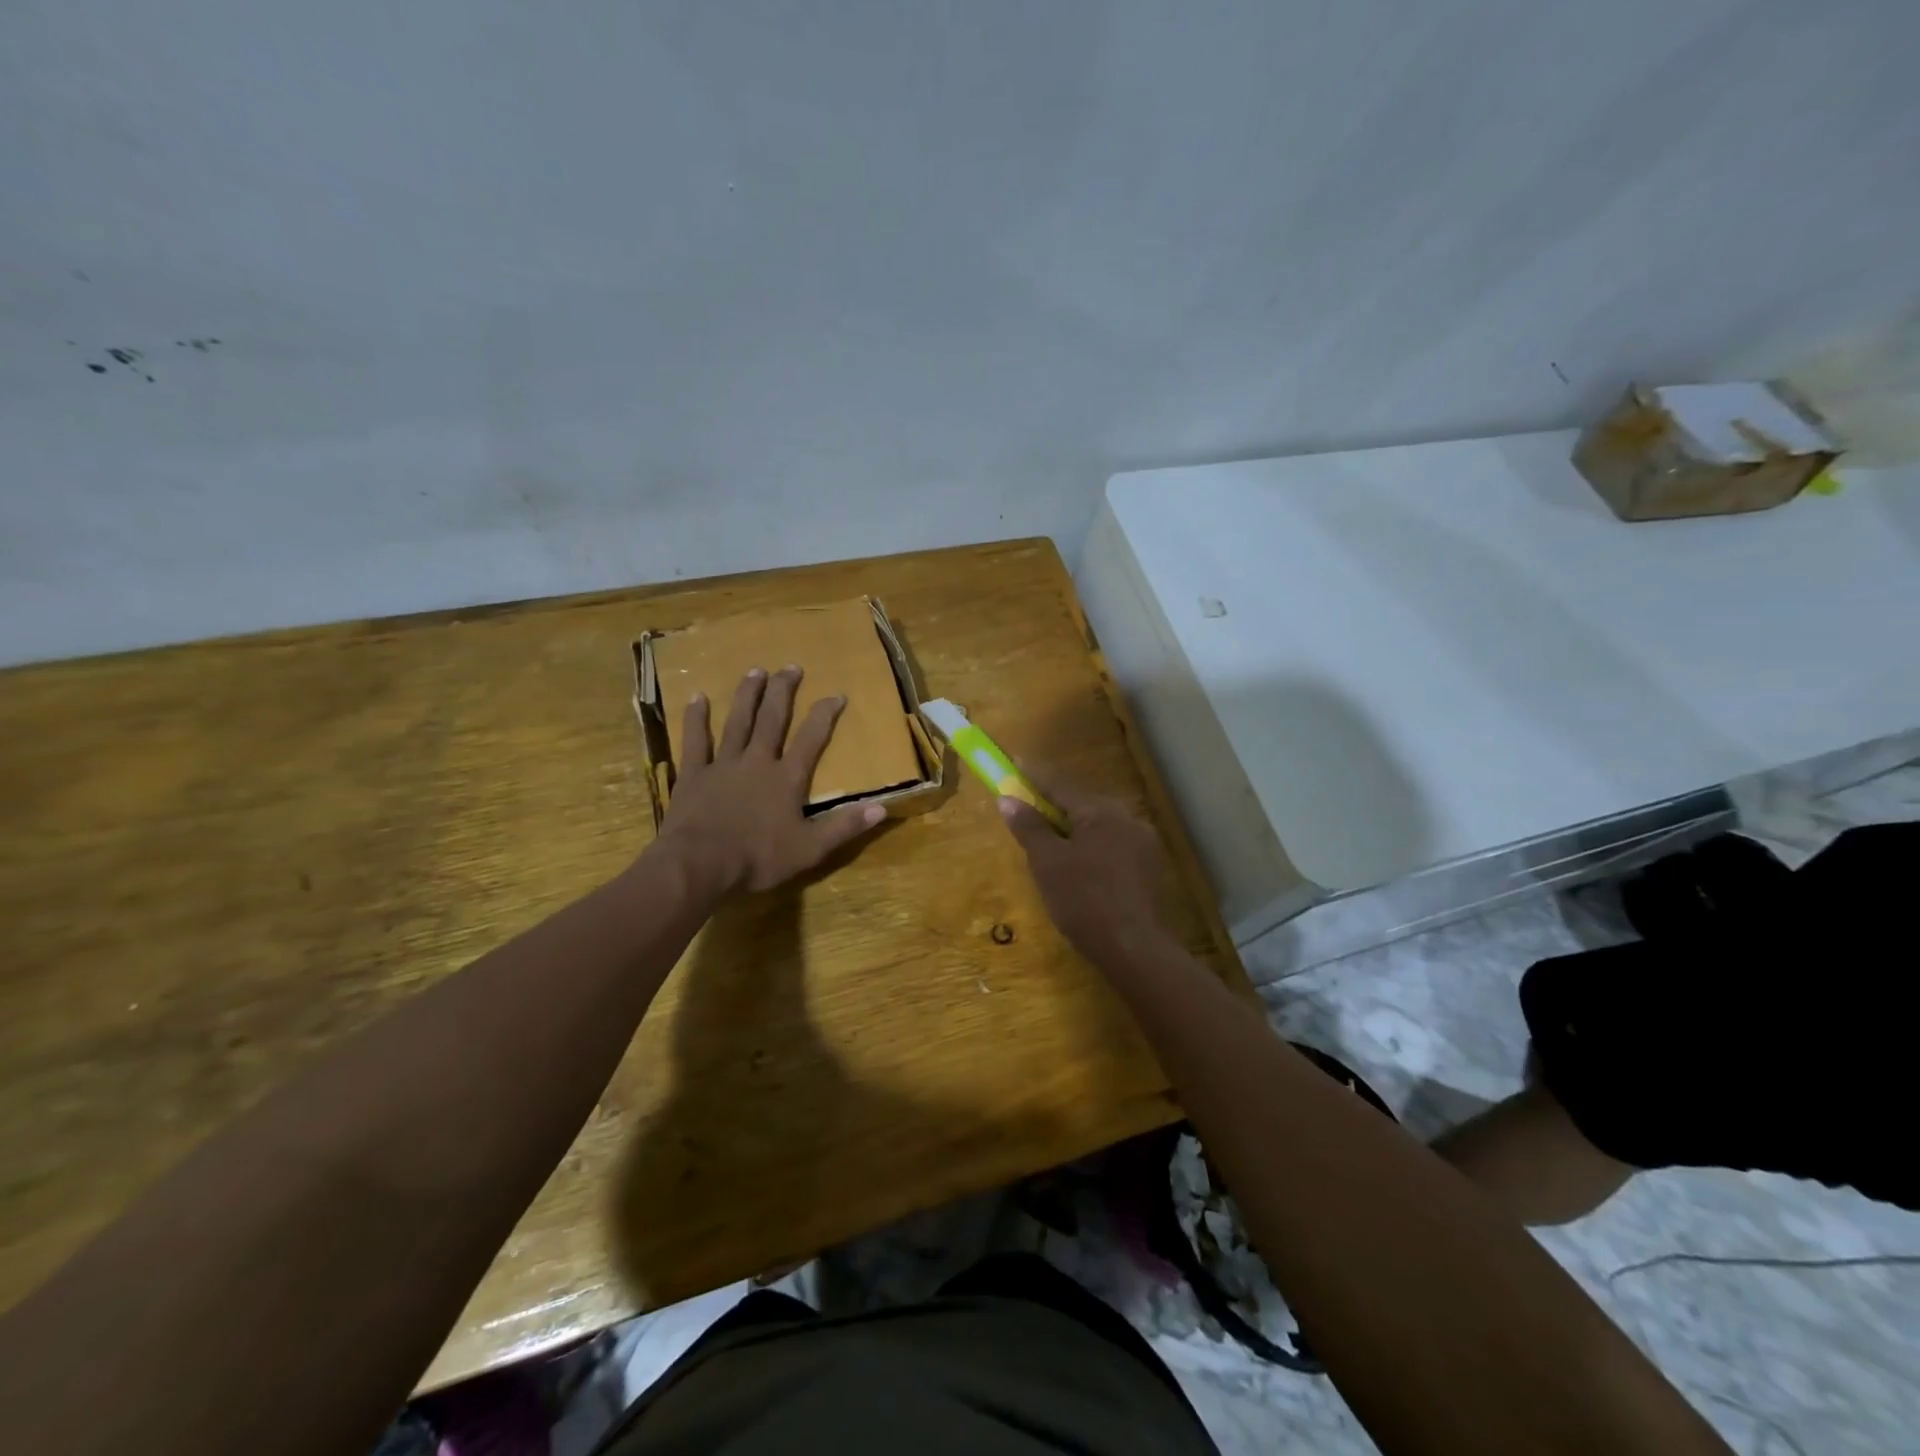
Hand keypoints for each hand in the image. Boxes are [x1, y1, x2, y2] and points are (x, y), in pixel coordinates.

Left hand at [654, 666, 886, 894]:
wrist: (699, 864)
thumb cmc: (757, 858)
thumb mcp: (809, 849)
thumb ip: (843, 827)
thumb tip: (881, 809)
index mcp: (786, 779)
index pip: (811, 739)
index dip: (825, 715)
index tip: (837, 694)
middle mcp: (757, 762)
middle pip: (773, 720)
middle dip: (784, 692)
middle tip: (791, 667)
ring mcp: (723, 765)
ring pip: (737, 722)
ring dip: (747, 695)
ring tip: (755, 671)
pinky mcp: (693, 774)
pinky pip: (695, 740)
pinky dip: (696, 719)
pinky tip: (697, 697)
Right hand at [997, 771, 1175, 967]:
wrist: (1134, 949)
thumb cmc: (1084, 900)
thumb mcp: (1047, 862)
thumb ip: (1029, 827)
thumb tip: (1008, 799)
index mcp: (1101, 811)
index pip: (1061, 784)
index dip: (1035, 774)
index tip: (1016, 761)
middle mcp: (1127, 818)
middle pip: (1082, 803)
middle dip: (1055, 804)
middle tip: (1029, 806)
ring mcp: (1143, 844)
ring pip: (1099, 826)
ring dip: (1074, 828)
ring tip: (1050, 840)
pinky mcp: (1149, 869)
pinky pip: (1112, 846)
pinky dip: (1091, 848)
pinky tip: (1079, 866)